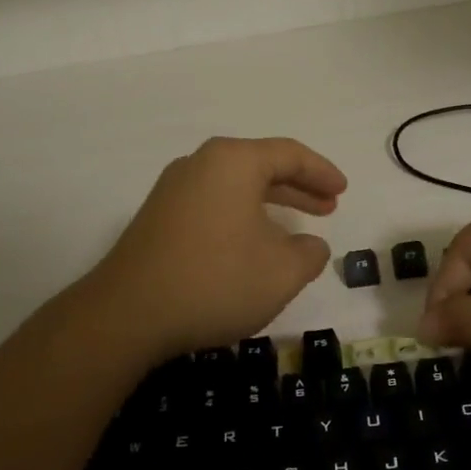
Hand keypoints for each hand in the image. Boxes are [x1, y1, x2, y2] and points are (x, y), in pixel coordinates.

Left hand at [81, 137, 346, 360]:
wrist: (128, 314)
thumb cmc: (216, 281)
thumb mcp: (282, 272)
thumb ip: (309, 253)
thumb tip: (310, 245)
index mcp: (233, 162)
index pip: (289, 154)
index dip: (322, 172)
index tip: (343, 191)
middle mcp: (200, 164)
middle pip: (260, 166)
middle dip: (298, 187)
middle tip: (328, 207)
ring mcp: (173, 190)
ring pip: (235, 187)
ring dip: (270, 204)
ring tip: (297, 228)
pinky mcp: (158, 218)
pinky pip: (213, 204)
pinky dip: (242, 216)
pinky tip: (252, 245)